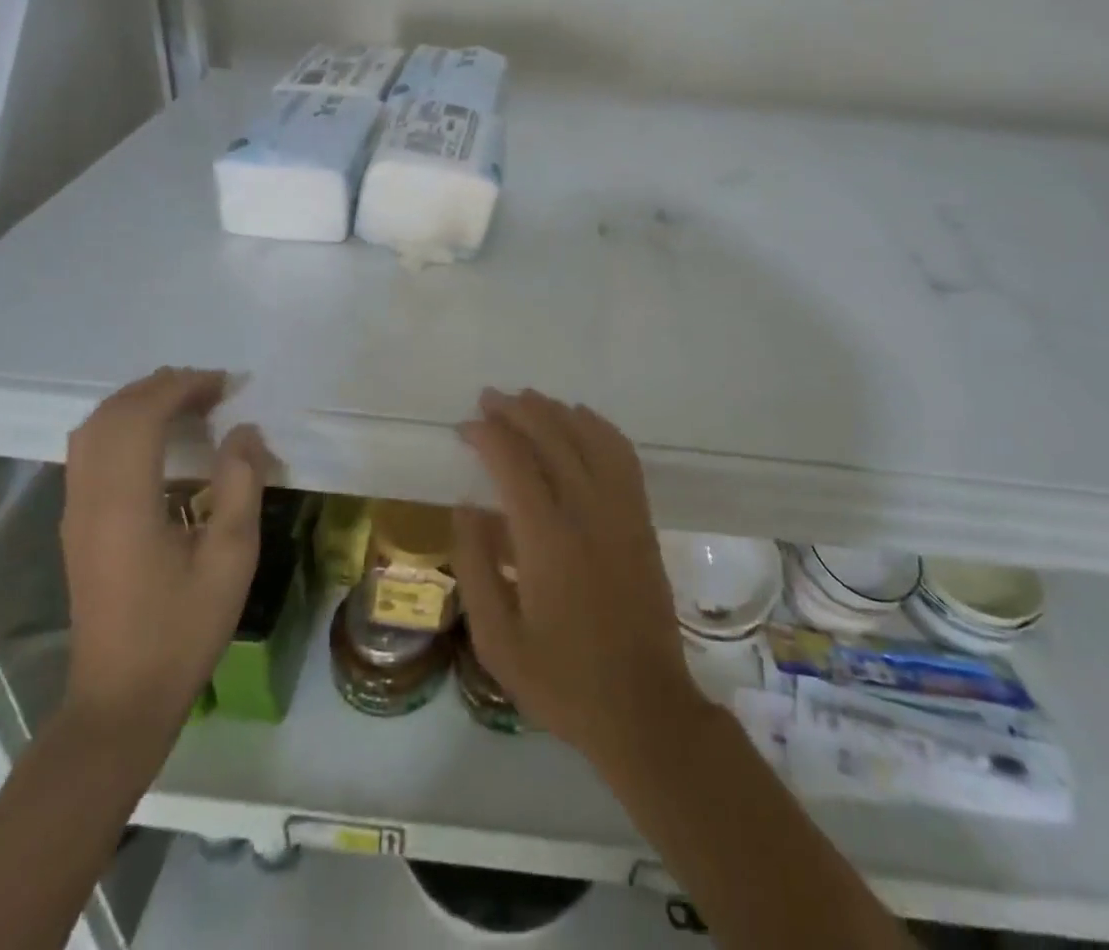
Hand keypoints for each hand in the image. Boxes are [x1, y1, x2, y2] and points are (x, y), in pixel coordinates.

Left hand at [59, 367, 275, 742]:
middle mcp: (89, 498)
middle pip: (111, 414)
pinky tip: (162, 440)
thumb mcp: (231, 556)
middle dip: (161, 387)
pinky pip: (91, 452)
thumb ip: (241, 484)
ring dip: (140, 404)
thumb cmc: (183, 628)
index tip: (227, 385)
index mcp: (124, 503)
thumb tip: (244, 430)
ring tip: (191, 403)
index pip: (141, 416)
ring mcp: (76, 512)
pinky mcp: (77, 525)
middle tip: (213, 389)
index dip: (183, 387)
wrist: (122, 698)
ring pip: (93, 430)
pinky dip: (125, 427)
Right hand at [451, 388, 707, 778]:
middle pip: (553, 438)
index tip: (465, 427)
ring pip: (590, 438)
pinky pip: (622, 456)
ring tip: (528, 400)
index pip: (514, 464)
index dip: (488, 436)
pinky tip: (582, 420)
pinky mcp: (642, 520)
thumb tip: (464, 506)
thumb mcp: (497, 640)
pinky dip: (600, 428)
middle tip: (489, 398)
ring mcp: (623, 513)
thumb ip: (476, 566)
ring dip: (557, 411)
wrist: (644, 709)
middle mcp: (588, 513)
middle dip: (518, 411)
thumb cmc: (561, 682)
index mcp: (548, 542)